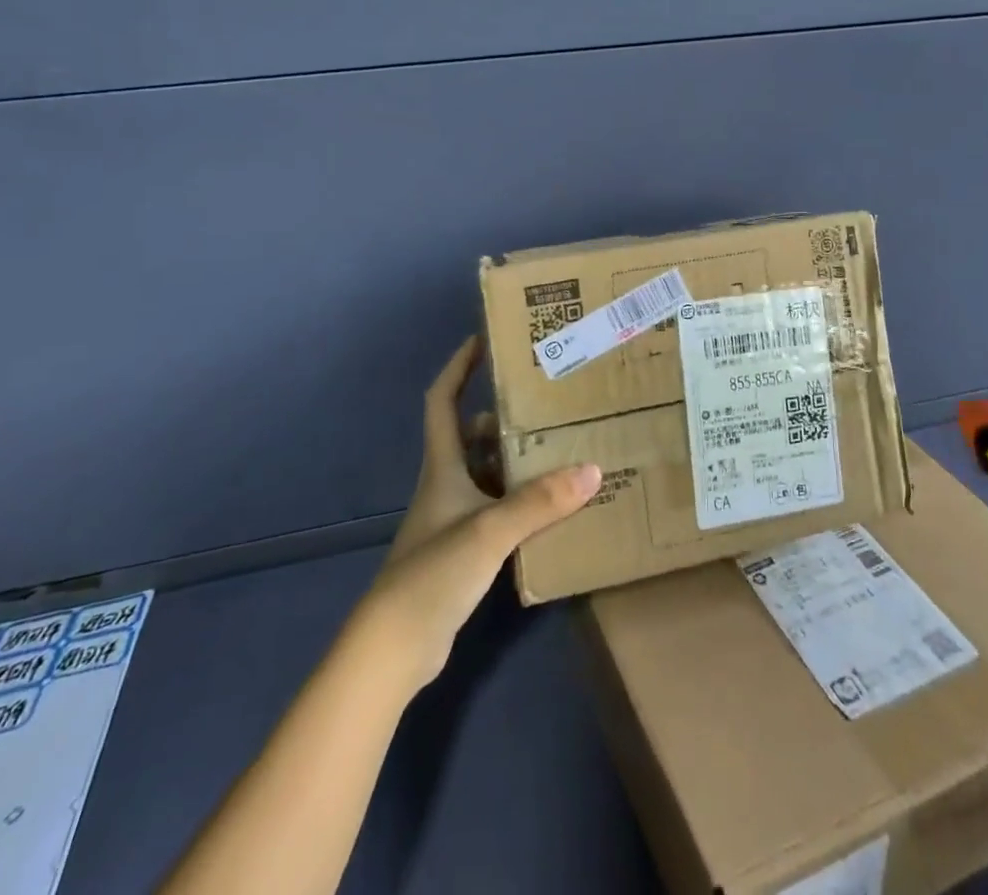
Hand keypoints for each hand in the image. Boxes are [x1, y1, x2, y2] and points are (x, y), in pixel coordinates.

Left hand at [355, 336, 600, 692]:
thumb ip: (539, 502)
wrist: (394, 648)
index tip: (483, 340)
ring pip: (488, 474)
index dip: (458, 367)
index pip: (442, 401)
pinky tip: (552, 508)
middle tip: (546, 402)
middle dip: (503, 416)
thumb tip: (593, 469)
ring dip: (517, 461)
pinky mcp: (464, 552)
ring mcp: (454, 520)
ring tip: (561, 448)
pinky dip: (521, 502)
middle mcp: (446, 485)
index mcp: (443, 466)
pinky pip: (498, 510)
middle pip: (472, 436)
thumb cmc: (433, 573)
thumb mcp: (489, 530)